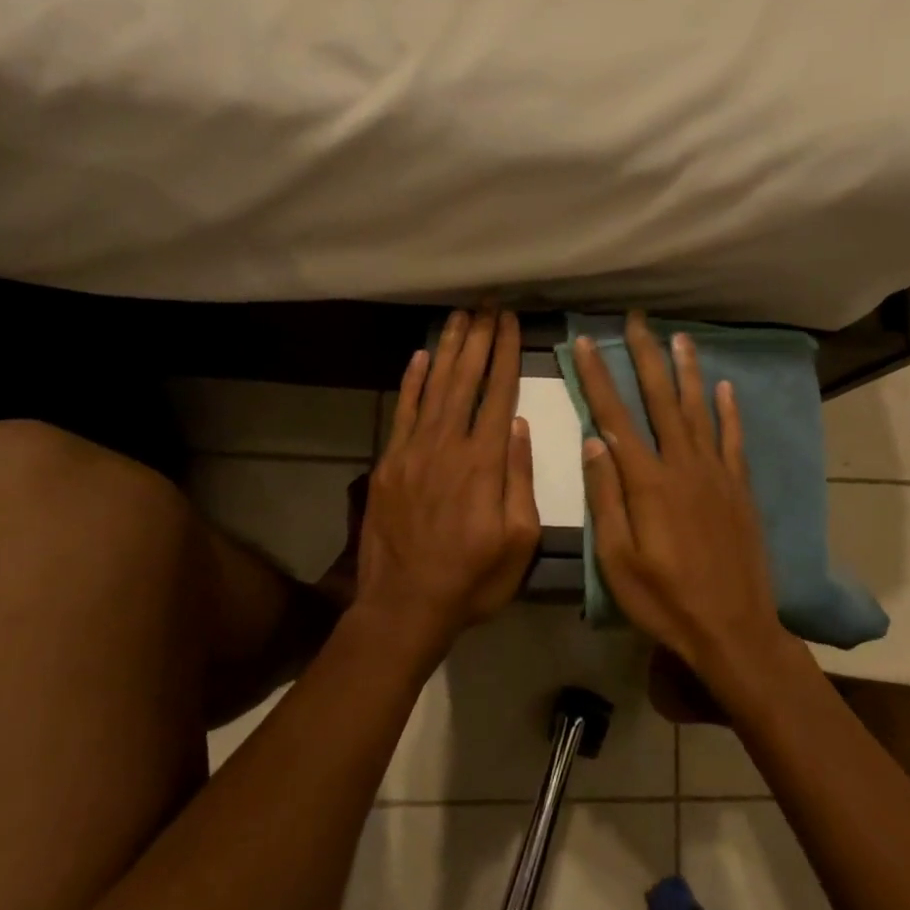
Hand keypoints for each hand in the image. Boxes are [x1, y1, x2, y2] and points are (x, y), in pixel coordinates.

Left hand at [353, 306, 540, 648]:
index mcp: (484, 463)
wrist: (405, 605)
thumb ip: (520, 479)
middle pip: (465, 380)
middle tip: (487, 305)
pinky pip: (402, 412)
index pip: (499, 394)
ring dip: (448, 349)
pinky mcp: (389, 463)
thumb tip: (520, 426)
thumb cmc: (473, 579)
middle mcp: (448, 445)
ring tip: (460, 316)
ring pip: (434, 387)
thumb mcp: (519, 540)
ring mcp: (413, 452)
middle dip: (479, 338)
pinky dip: (411, 382)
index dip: (506, 354)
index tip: (512, 322)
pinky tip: (420, 357)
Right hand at [574, 314, 791, 678]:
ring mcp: (716, 474)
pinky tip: (724, 386)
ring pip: (699, 409)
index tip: (586, 342)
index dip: (598, 377)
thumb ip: (606, 498)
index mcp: (648, 483)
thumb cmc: (665, 601)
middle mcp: (683, 466)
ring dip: (687, 371)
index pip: (615, 417)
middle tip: (636, 320)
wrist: (733, 629)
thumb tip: (593, 442)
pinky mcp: (740, 489)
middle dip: (645, 357)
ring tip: (679, 337)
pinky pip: (733, 439)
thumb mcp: (618, 561)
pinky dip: (728, 410)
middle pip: (660, 400)